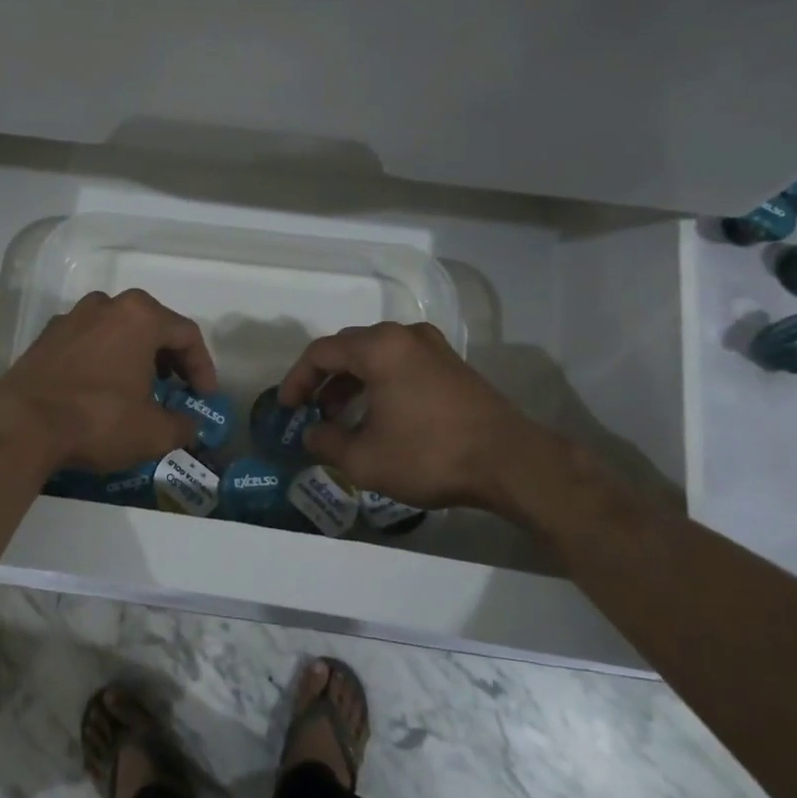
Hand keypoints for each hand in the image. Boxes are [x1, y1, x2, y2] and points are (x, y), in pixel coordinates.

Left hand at [0, 289, 217, 473]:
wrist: (20, 426)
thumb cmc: (97, 420)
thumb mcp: (153, 432)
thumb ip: (182, 426)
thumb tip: (190, 426)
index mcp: (140, 317)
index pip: (186, 334)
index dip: (202, 366)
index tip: (204, 396)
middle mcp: (107, 305)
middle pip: (151, 324)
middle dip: (169, 357)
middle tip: (175, 387)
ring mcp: (72, 318)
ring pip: (117, 329)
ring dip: (135, 354)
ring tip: (138, 387)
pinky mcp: (46, 337)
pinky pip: (88, 341)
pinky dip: (103, 359)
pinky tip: (101, 389)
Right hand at [278, 322, 535, 512]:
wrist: (509, 461)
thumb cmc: (430, 455)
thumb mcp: (365, 459)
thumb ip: (327, 442)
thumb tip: (312, 433)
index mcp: (379, 348)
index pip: (321, 352)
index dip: (297, 378)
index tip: (286, 406)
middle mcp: (404, 336)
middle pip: (349, 348)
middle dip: (324, 379)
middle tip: (310, 410)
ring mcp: (432, 347)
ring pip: (376, 356)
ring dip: (352, 382)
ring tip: (339, 417)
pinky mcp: (451, 364)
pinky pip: (401, 364)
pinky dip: (379, 383)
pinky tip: (377, 414)